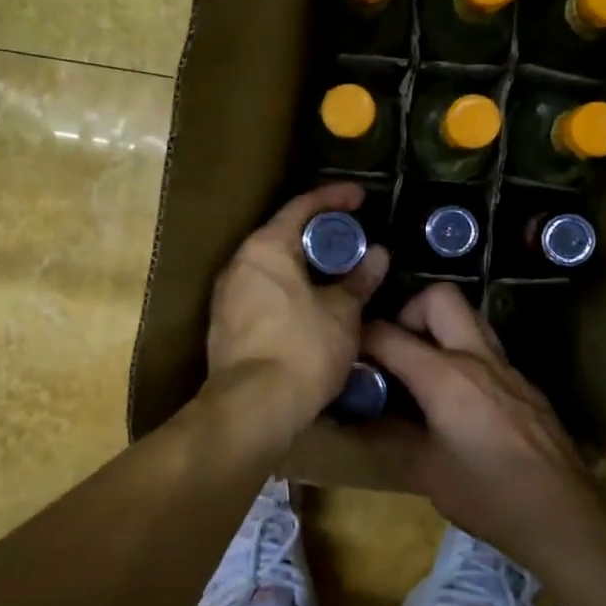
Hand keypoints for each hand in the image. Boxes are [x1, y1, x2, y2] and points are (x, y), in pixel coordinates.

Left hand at [207, 183, 389, 428]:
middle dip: (320, 235)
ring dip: (306, 266)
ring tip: (339, 274)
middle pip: (283, 235)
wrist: (253, 409)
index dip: (334, 198)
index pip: (302, 206)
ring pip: (273, 268)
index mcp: (265, 248)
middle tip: (354, 240)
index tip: (361, 197)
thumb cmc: (302, 349)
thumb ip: (359, 279)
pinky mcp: (227, 326)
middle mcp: (239, 264)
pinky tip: (314, 307)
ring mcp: (227, 296)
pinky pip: (264, 293)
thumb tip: (378, 256)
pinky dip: (291, 291)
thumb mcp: (342, 312)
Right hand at [363, 283, 604, 570]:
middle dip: (409, 312)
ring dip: (438, 330)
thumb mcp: (425, 471)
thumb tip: (352, 419)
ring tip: (420, 371)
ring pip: (468, 318)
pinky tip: (455, 400)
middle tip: (396, 351)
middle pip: (439, 297)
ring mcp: (506, 368)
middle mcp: (477, 358)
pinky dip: (462, 356)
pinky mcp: (524, 384)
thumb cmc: (488, 496)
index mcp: (445, 376)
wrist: (565, 516)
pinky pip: (486, 349)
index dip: (360, 339)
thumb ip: (386, 435)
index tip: (348, 355)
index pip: (389, 334)